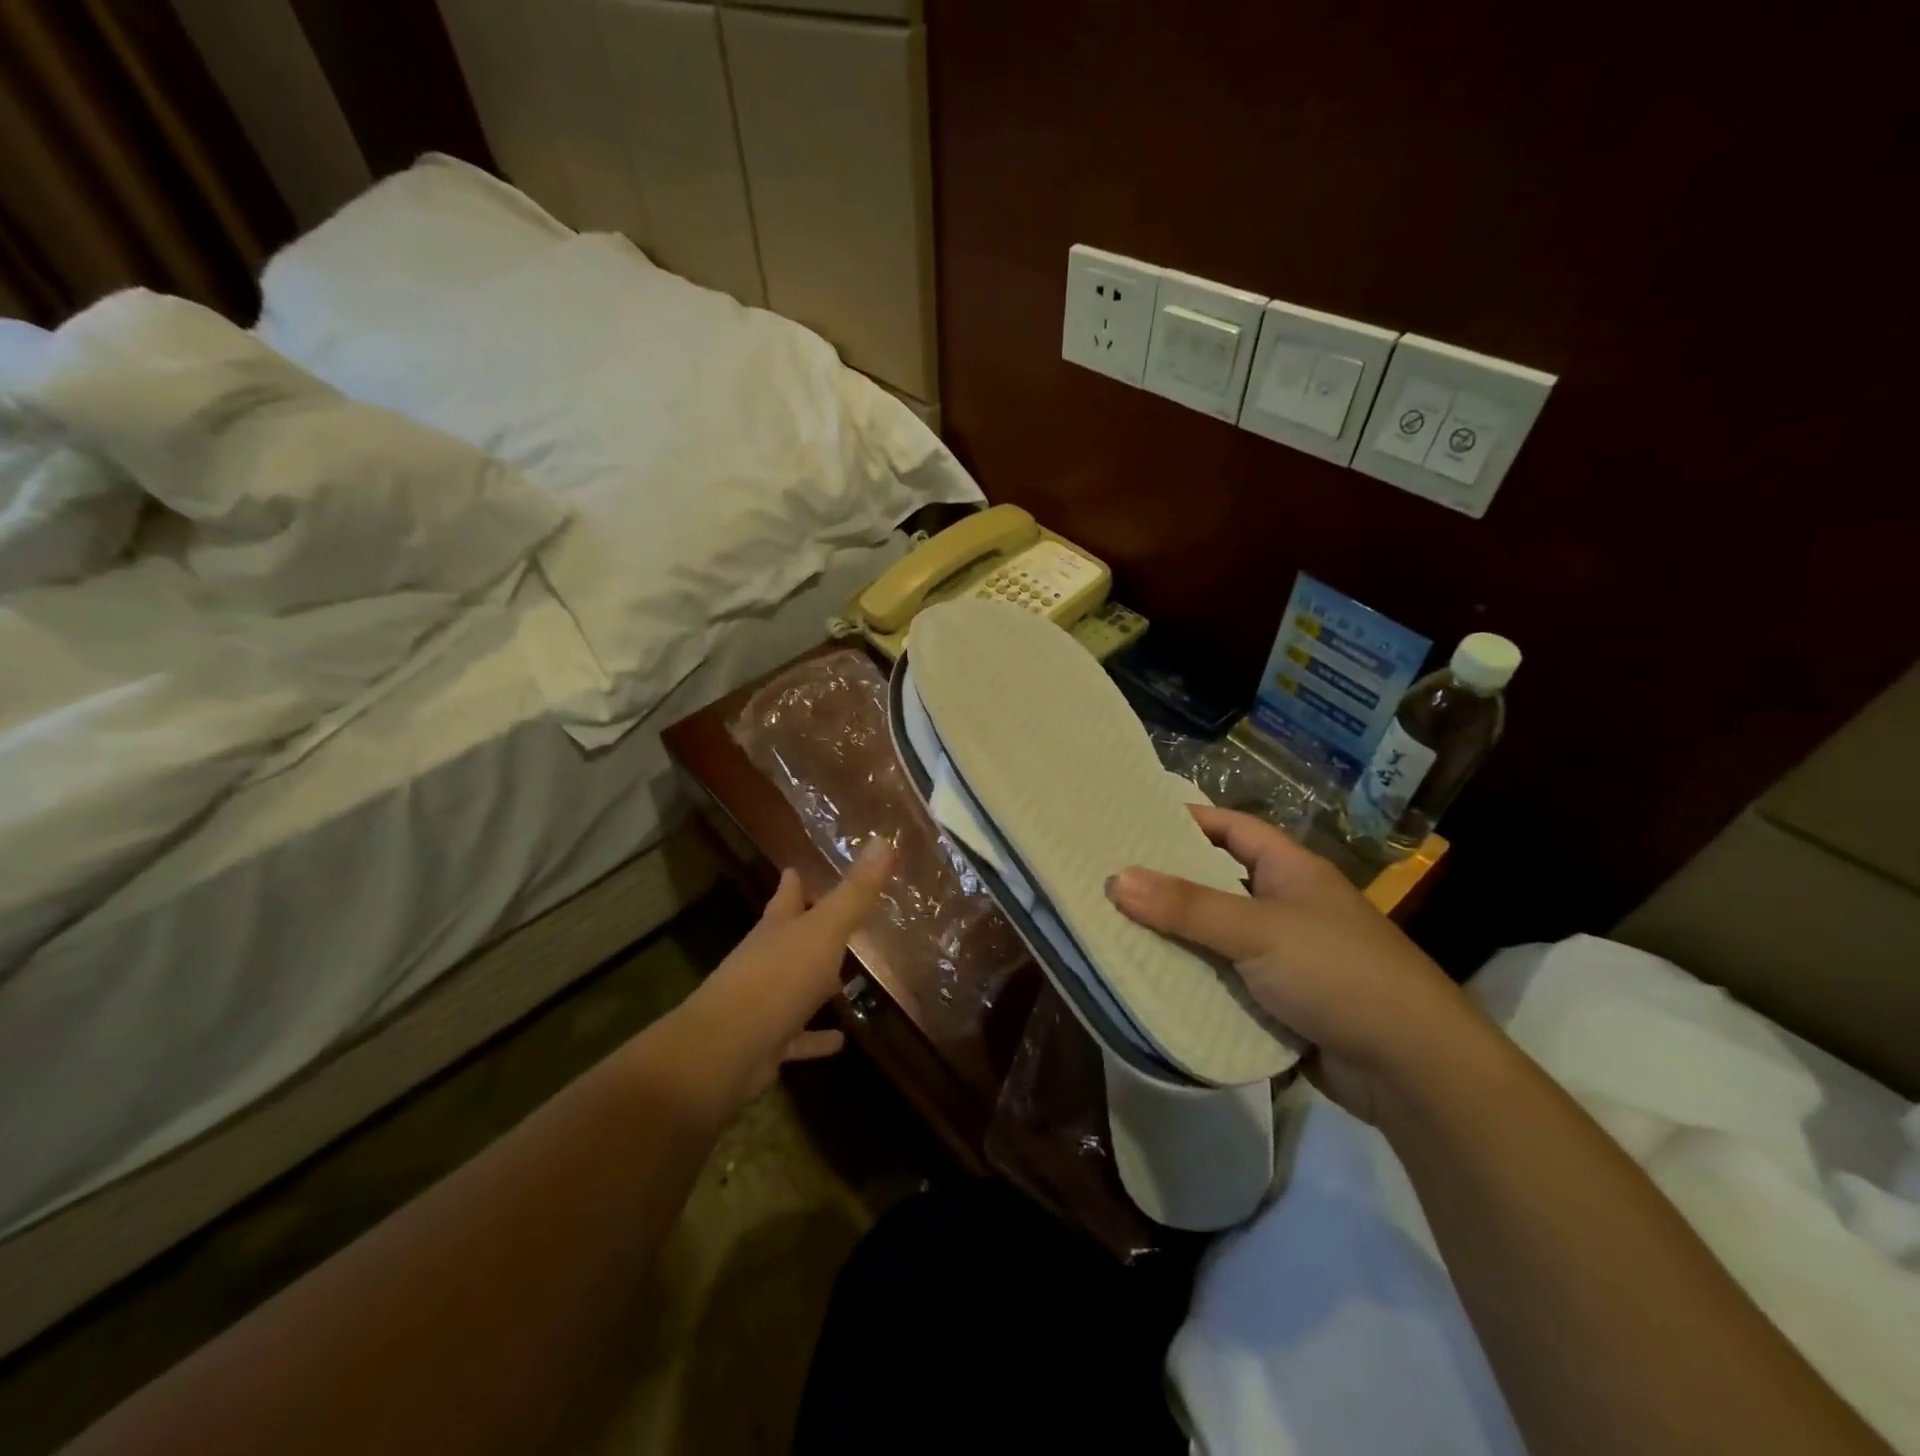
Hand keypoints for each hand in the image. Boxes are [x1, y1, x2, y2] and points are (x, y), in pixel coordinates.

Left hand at [657, 840, 893, 1113]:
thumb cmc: (777, 979)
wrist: (725, 1051)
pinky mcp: (768, 1043)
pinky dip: (817, 1038)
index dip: (794, 880)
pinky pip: (799, 1037)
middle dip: (810, 928)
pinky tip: (841, 1040)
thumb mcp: (823, 931)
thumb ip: (854, 892)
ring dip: (818, 984)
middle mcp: (766, 960)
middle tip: (840, 920)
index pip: (786, 895)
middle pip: (790, 938)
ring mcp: (764, 1003)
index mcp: (776, 928)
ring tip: (850, 980)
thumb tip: (882, 840)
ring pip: (796, 986)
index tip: (797, 867)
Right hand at [1108, 805, 1480, 1121]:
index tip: (1134, 821)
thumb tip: (1117, 879)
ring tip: (1117, 929)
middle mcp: (1288, 906)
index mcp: (1291, 871)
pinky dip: (1196, 981)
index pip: (1233, 828)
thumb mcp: (1258, 931)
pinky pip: (1227, 981)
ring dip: (1177, 937)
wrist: (1414, 1069)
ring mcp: (1286, 956)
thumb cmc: (1339, 973)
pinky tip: (1154, 983)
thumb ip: (1188, 907)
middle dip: (1170, 882)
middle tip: (1111, 879)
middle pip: (1218, 883)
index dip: (1188, 820)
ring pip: (1218, 936)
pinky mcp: (1282, 1003)